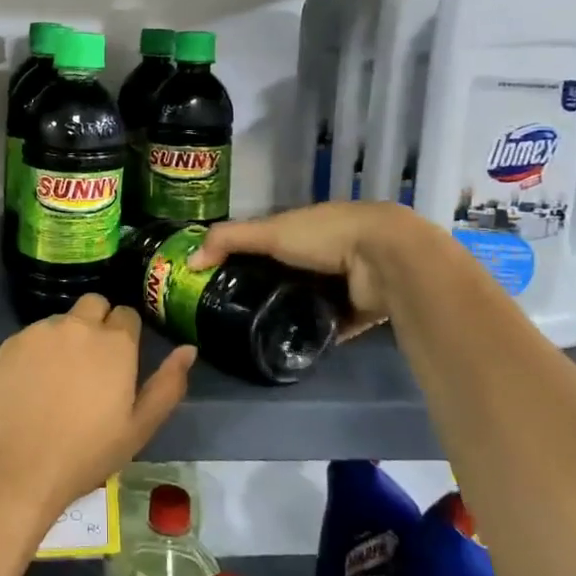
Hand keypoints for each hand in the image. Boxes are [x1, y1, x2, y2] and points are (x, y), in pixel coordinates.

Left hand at [0, 295, 196, 519]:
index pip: (127, 314)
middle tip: (91, 364)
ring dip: (64, 339)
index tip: (119, 360)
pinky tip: (27, 388)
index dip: (126, 334)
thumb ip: (167, 385)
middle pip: (93, 304)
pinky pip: (28, 339)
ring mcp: (37, 333)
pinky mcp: (6, 345)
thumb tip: (189, 349)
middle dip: (97, 322)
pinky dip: (33, 354)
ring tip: (56, 382)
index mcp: (114, 343)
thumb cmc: (84, 455)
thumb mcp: (139, 428)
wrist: (14, 470)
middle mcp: (76, 326)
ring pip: (59, 321)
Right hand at [190, 201, 423, 339]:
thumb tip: (188, 262)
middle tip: (234, 313)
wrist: (386, 260)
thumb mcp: (270, 232)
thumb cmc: (325, 236)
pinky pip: (330, 327)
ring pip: (309, 301)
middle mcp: (326, 253)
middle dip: (267, 289)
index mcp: (306, 228)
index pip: (270, 241)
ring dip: (291, 314)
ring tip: (256, 334)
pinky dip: (315, 336)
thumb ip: (228, 241)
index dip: (246, 255)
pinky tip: (290, 347)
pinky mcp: (358, 313)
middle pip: (289, 274)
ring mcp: (344, 284)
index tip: (220, 278)